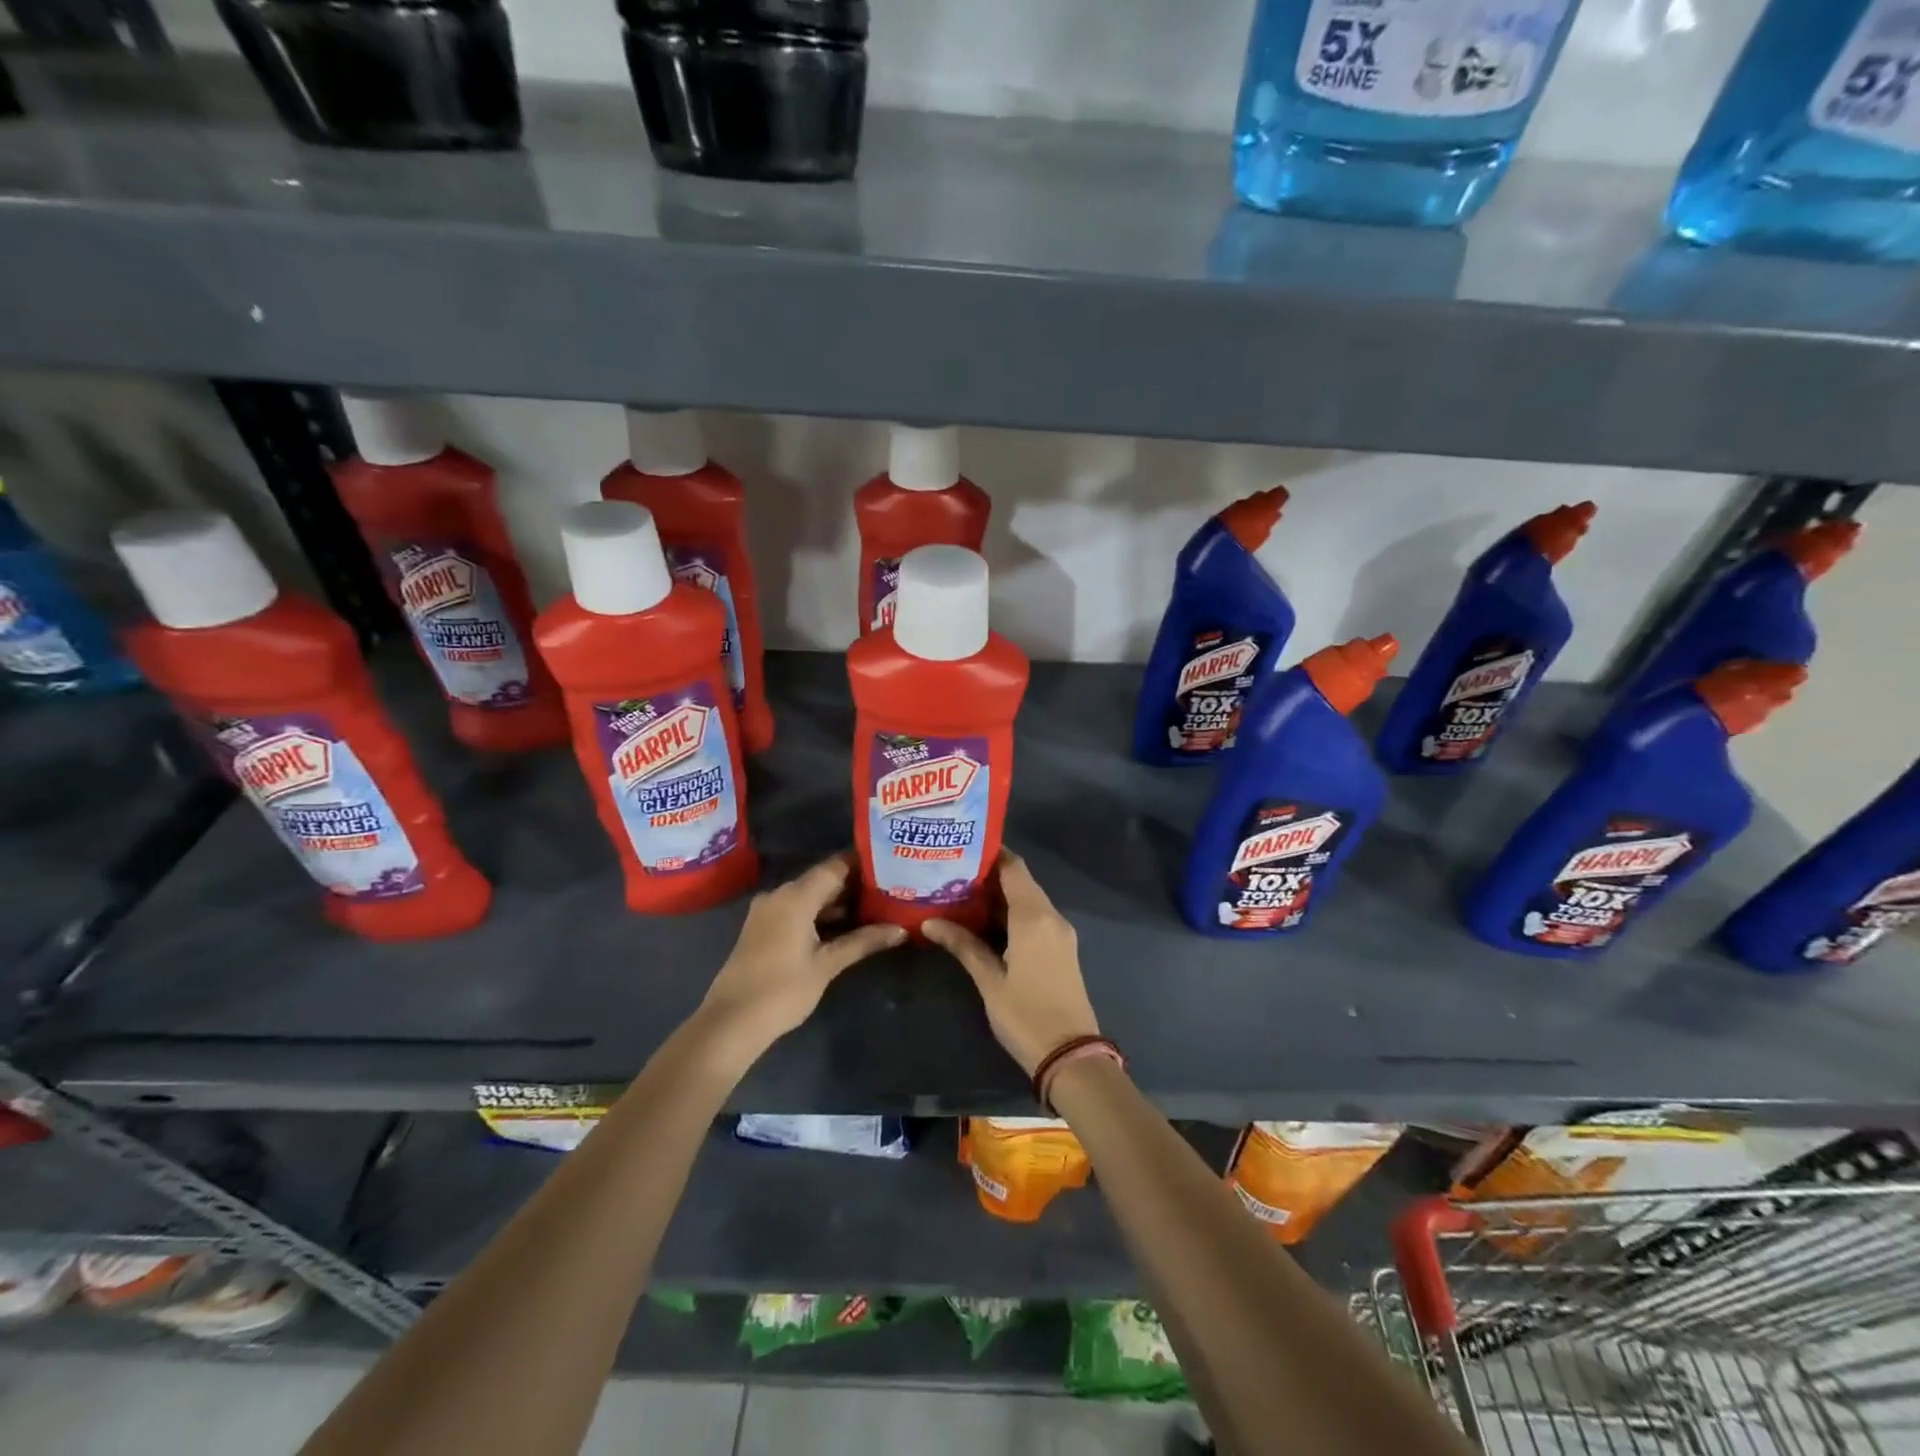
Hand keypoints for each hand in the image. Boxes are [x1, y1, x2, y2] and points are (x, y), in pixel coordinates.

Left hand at [698, 854, 905, 1065]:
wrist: (730, 1023)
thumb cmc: (782, 990)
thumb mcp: (827, 965)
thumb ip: (863, 942)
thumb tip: (900, 930)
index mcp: (795, 896)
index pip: (835, 866)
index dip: (864, 865)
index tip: (891, 868)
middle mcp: (780, 894)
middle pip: (823, 879)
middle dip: (855, 886)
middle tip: (890, 891)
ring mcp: (768, 911)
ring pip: (810, 896)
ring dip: (838, 903)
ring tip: (875, 910)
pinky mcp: (762, 928)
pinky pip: (797, 909)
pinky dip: (820, 915)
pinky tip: (844, 928)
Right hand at [924, 850, 1098, 1074]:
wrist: (1071, 1056)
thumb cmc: (1026, 1015)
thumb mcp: (989, 980)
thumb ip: (963, 945)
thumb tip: (929, 921)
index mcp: (1034, 917)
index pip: (1013, 868)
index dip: (990, 853)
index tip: (961, 846)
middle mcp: (1051, 916)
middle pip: (1021, 881)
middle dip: (989, 874)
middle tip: (952, 871)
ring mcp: (1060, 933)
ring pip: (1028, 900)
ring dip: (1000, 895)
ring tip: (961, 892)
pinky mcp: (1061, 949)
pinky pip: (1036, 918)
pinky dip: (1013, 912)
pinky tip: (985, 921)